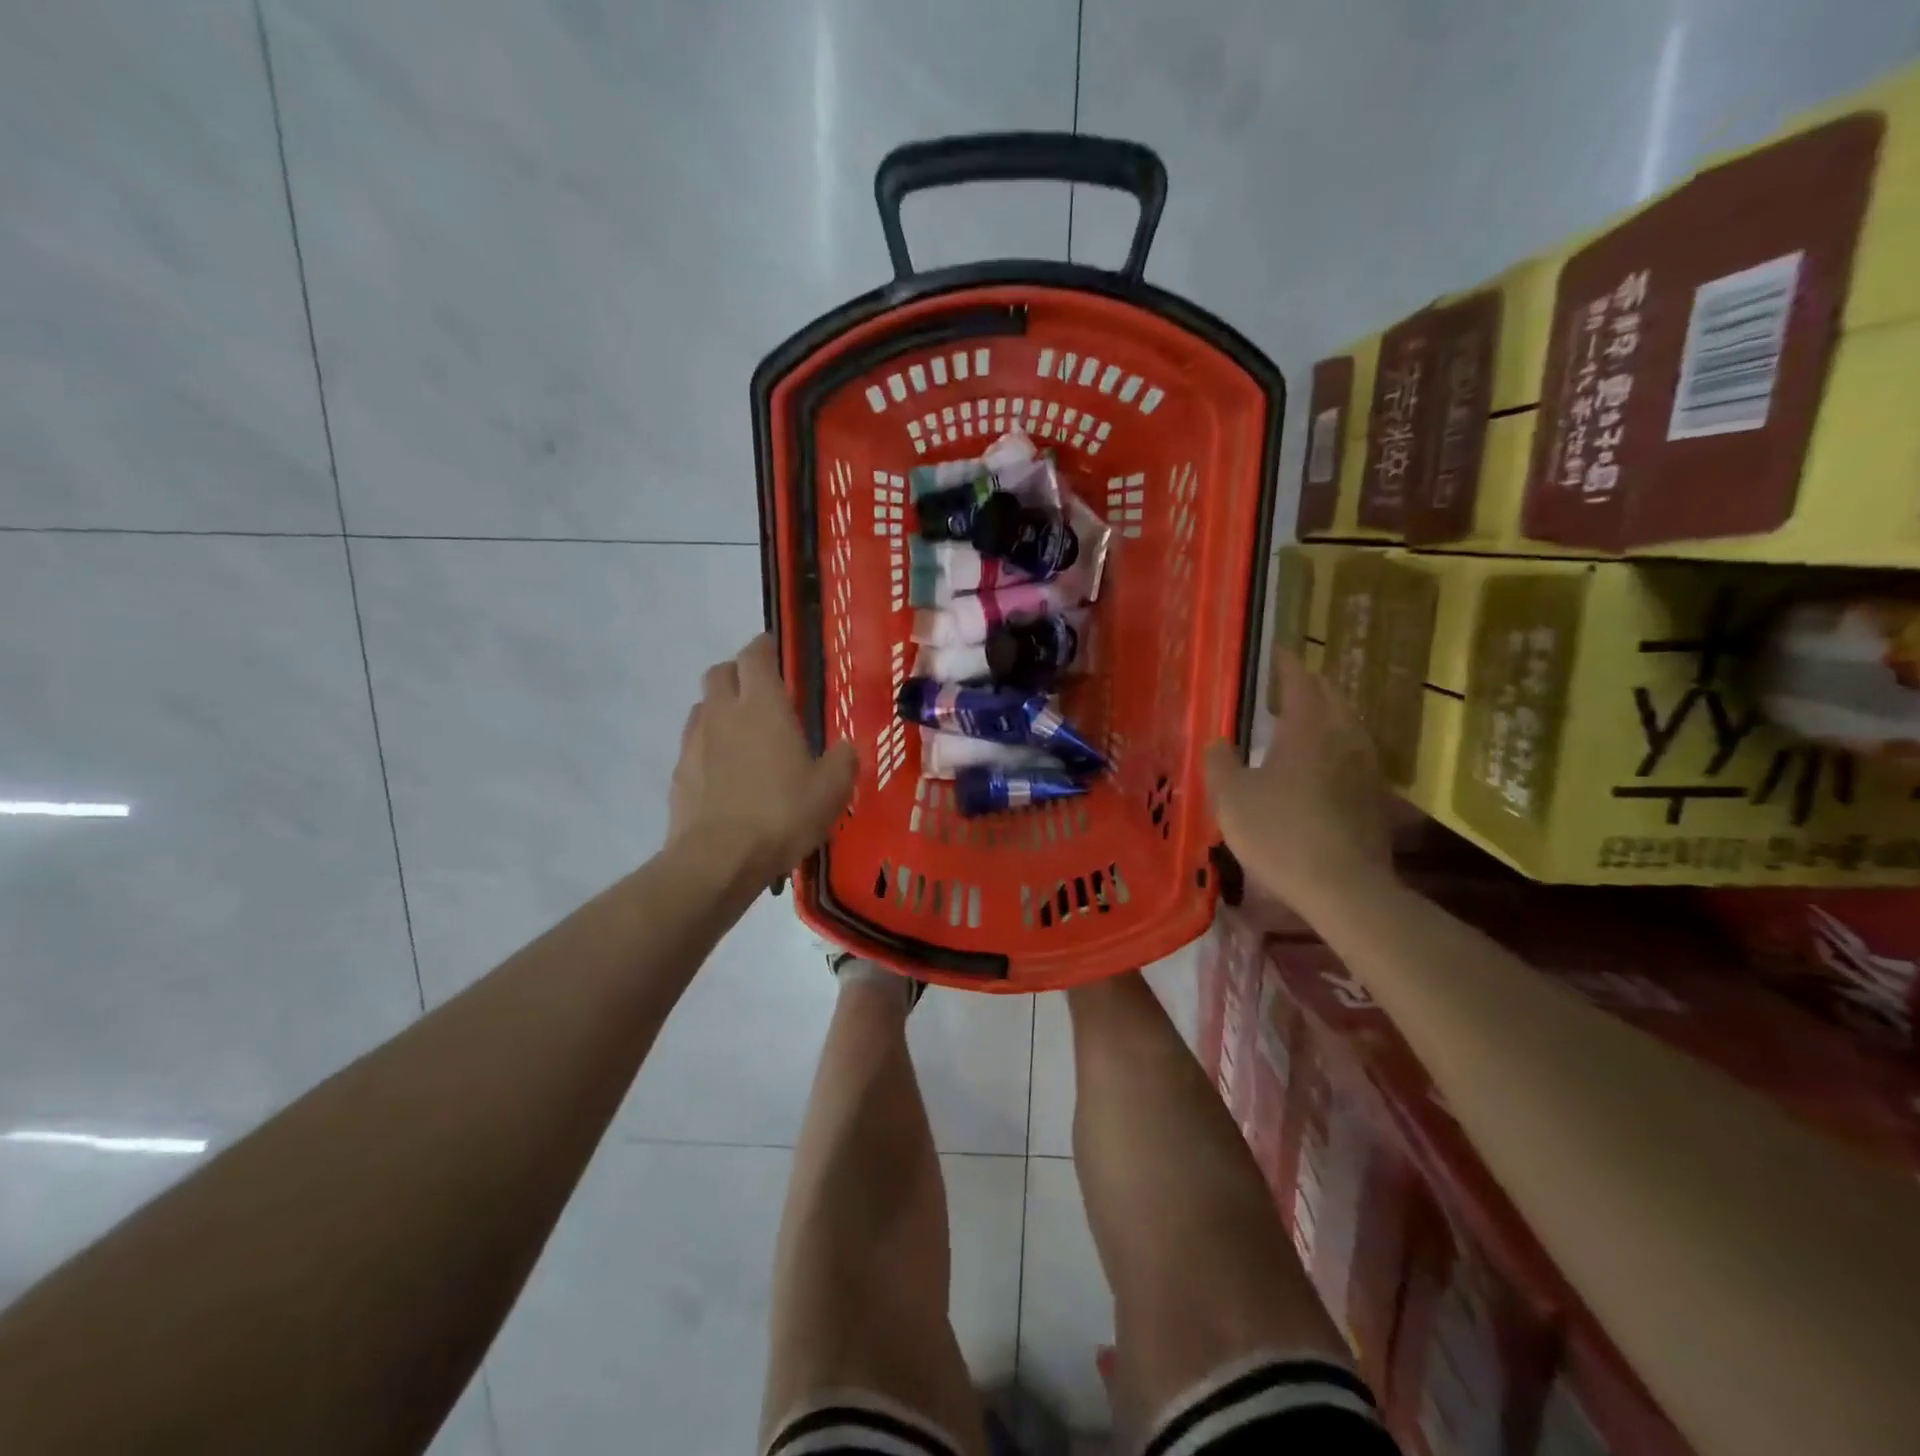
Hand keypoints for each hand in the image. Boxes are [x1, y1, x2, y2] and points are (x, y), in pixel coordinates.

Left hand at [669, 635, 856, 880]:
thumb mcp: (832, 789)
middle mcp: (723, 712)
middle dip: (738, 674)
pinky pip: (694, 743)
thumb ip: (842, 760)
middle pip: (720, 672)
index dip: (764, 647)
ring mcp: (694, 741)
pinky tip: (726, 772)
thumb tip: (844, 747)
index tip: (774, 651)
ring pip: (703, 706)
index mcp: (762, 705)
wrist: (719, 858)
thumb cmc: (783, 814)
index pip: (755, 655)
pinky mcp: (679, 771)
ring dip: (721, 709)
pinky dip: (709, 745)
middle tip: (761, 693)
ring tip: (744, 734)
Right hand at [1204, 649, 1393, 915]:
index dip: (1285, 663)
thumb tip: (1220, 742)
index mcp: (1307, 728)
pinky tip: (1318, 766)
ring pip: (1345, 725)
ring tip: (1298, 724)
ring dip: (1323, 717)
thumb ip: (1220, 762)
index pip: (1299, 680)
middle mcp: (1343, 736)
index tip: (1276, 651)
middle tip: (1282, 687)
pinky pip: (1352, 754)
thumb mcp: (1231, 797)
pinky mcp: (1374, 795)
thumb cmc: (1279, 832)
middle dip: (1307, 687)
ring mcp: (1365, 766)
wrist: (1343, 887)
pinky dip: (1333, 747)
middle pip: (1329, 697)